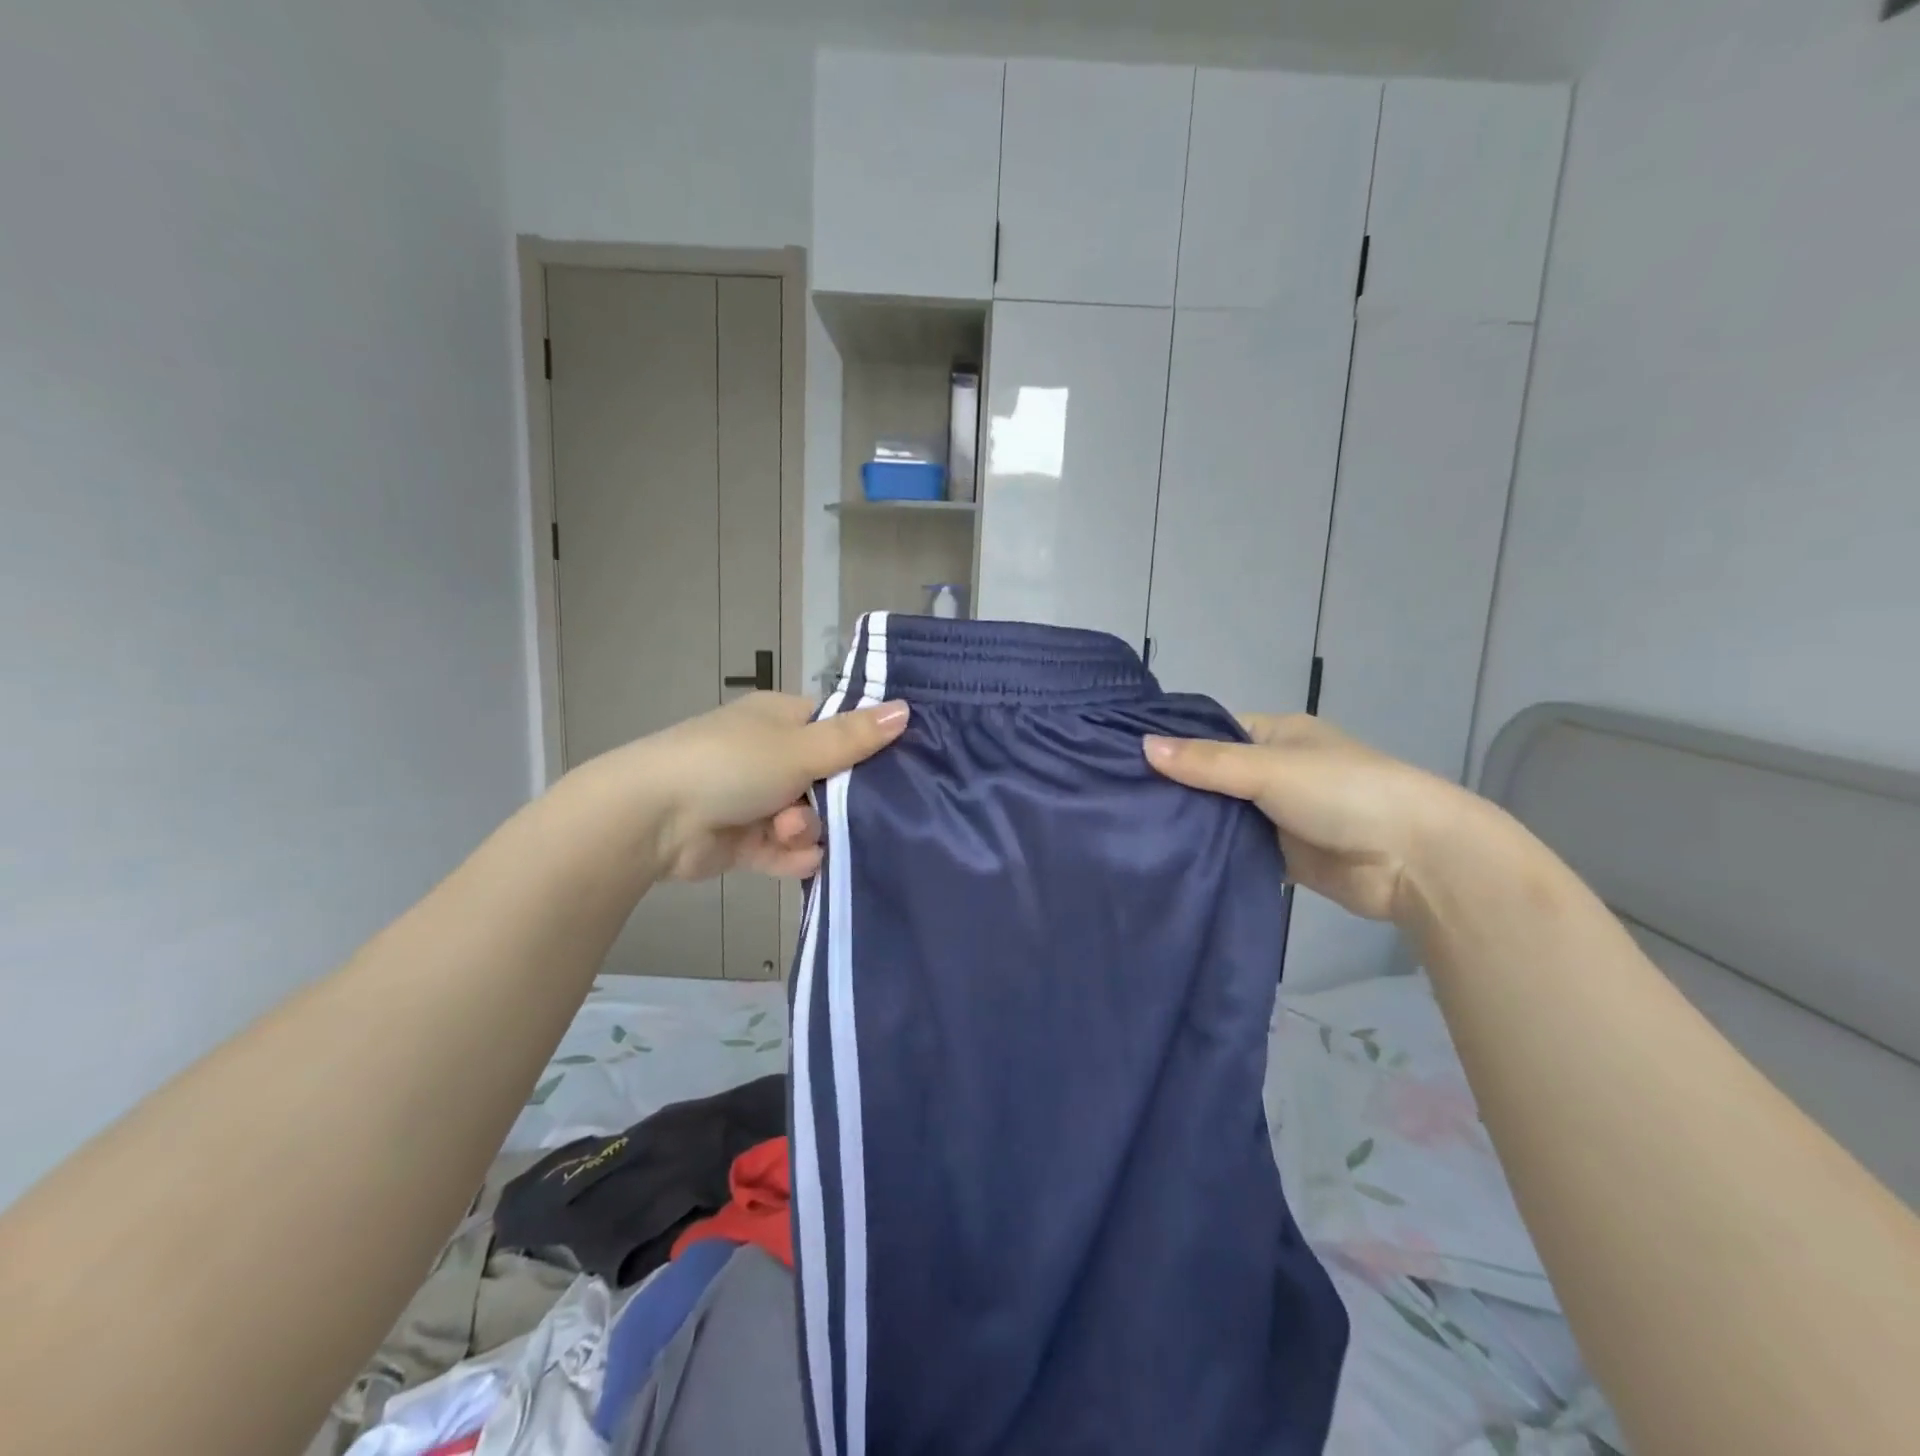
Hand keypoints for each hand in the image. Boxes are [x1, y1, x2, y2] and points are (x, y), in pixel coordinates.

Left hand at [608, 691, 909, 881]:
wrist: (652, 819)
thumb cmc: (731, 765)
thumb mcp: (800, 747)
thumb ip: (855, 737)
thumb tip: (907, 709)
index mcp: (780, 720)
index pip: (837, 727)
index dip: (864, 746)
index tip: (893, 767)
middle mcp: (770, 756)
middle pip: (828, 780)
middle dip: (831, 800)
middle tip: (832, 808)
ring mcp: (755, 799)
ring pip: (808, 818)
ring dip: (805, 829)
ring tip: (787, 832)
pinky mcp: (744, 841)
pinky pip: (785, 850)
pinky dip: (792, 855)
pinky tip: (796, 858)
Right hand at [1144, 714, 1476, 923]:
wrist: (1415, 860)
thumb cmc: (1344, 792)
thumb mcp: (1269, 768)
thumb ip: (1207, 762)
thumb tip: (1142, 746)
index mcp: (1275, 735)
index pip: (1210, 732)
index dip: (1172, 742)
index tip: (1121, 758)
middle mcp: (1273, 770)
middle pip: (1211, 775)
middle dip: (1174, 787)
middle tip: (1117, 800)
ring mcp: (1276, 814)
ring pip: (1220, 815)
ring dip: (1190, 823)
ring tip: (1130, 830)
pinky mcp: (1281, 855)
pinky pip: (1234, 850)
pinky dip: (1210, 854)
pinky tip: (1167, 858)